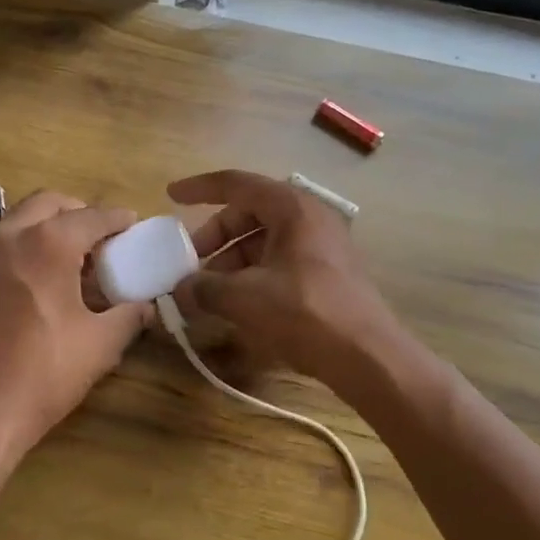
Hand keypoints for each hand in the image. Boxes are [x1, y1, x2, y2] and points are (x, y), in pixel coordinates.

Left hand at [0, 191, 150, 465]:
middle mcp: (11, 236)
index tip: (133, 223)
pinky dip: (25, 246)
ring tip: (72, 259)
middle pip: (49, 203)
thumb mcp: (99, 345)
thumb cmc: (43, 373)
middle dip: (78, 212)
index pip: (91, 217)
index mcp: (48, 243)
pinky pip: (1, 245)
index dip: (117, 219)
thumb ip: (128, 318)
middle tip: (100, 237)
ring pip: (20, 220)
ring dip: (48, 227)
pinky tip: (40, 280)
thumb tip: (146, 307)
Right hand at [168, 169, 404, 392]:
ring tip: (209, 292)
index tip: (171, 196)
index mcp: (290, 207)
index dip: (199, 188)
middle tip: (189, 263)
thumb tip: (181, 289)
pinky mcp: (327, 271)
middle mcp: (309, 216)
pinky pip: (280, 259)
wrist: (368, 356)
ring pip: (263, 239)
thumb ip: (205, 288)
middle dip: (214, 237)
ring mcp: (322, 244)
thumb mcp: (245, 298)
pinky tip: (237, 302)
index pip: (236, 184)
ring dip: (231, 260)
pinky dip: (253, 273)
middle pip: (248, 213)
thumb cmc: (304, 312)